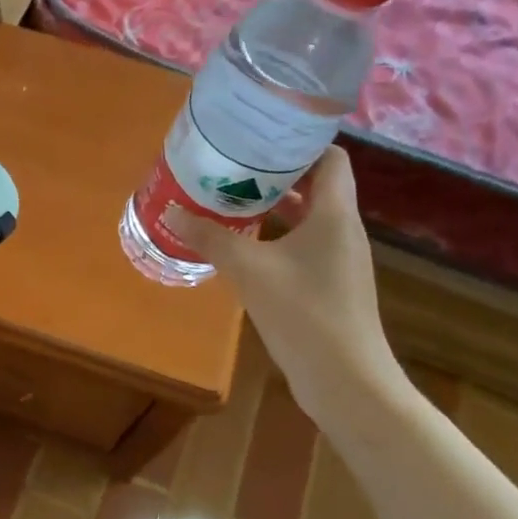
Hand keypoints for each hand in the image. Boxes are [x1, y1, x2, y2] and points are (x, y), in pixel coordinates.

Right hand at [167, 149, 392, 382]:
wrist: (346, 381)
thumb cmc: (304, 312)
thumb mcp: (249, 269)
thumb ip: (210, 238)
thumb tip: (171, 211)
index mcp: (335, 214)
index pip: (332, 158)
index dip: (301, 143)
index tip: (262, 137)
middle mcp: (343, 230)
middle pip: (317, 185)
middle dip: (277, 173)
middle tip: (235, 164)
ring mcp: (339, 260)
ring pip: (309, 218)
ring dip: (275, 206)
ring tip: (232, 198)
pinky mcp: (330, 286)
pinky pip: (304, 246)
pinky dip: (277, 237)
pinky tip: (244, 245)